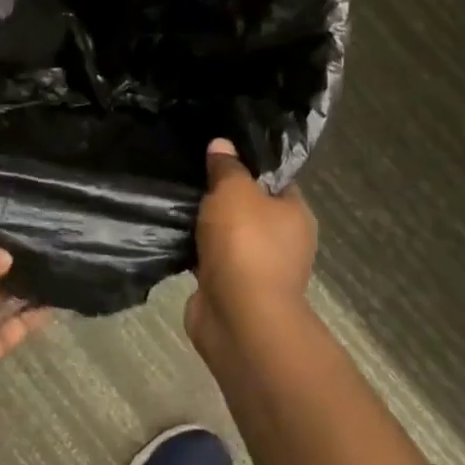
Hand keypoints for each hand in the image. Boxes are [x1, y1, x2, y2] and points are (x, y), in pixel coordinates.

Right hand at [186, 138, 317, 362]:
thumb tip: (222, 144)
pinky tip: (169, 231)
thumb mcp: (234, 191)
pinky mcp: (230, 288)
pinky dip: (193, 249)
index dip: (246, 162)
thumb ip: (227, 166)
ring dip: (204, 224)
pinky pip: (209, 258)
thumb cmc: (246, 245)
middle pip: (247, 206)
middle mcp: (282, 240)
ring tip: (173, 197)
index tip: (217, 148)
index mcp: (295, 213)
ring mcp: (256, 267)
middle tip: (189, 169)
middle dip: (220, 193)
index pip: (272, 178)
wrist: (240, 320)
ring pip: (226, 234)